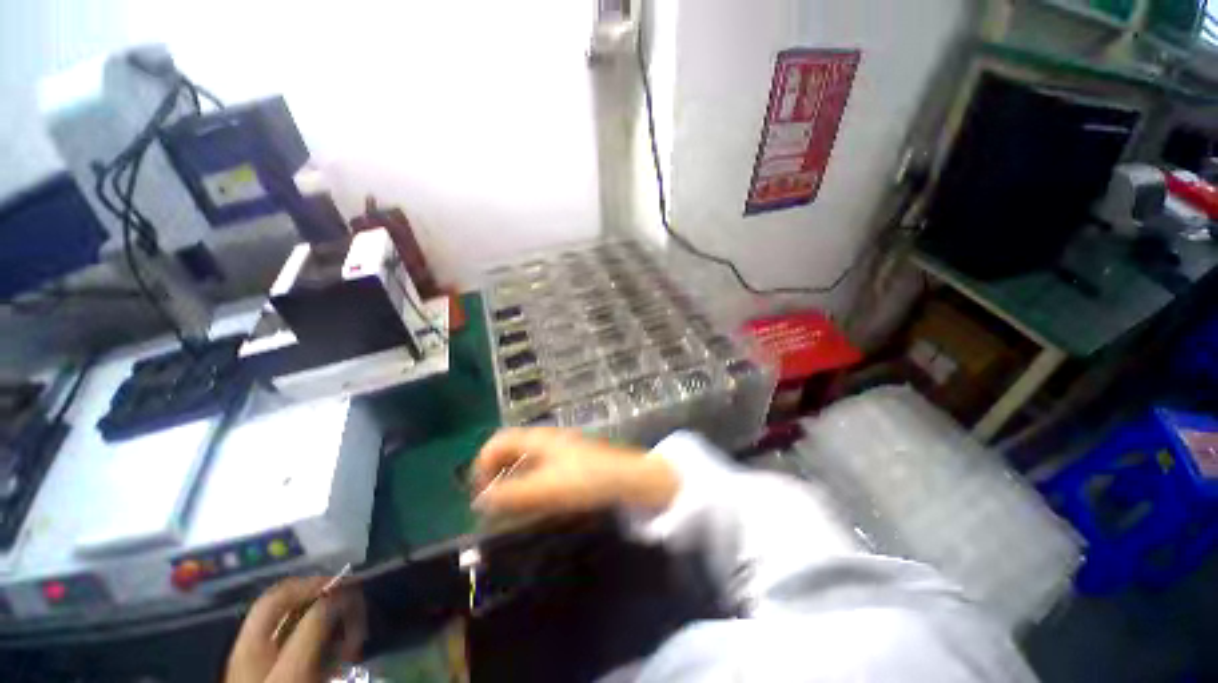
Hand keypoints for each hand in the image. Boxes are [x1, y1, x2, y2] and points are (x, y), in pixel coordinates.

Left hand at [225, 577, 366, 682]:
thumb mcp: (294, 672)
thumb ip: (312, 630)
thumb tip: (339, 594)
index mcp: (255, 639)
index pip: (281, 593)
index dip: (313, 583)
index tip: (347, 588)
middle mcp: (260, 643)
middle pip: (296, 607)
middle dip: (331, 607)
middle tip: (357, 620)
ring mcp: (271, 660)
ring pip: (307, 626)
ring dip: (335, 627)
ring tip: (353, 645)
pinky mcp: (285, 672)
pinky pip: (310, 646)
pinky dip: (330, 645)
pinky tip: (343, 658)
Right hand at [471, 428, 678, 516]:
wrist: (629, 479)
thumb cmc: (586, 480)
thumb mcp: (546, 488)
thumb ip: (511, 495)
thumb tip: (479, 501)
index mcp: (537, 438)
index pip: (498, 441)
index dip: (482, 464)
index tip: (479, 495)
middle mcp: (546, 439)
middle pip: (510, 449)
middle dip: (495, 473)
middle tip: (491, 503)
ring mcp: (560, 448)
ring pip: (525, 459)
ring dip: (511, 480)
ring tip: (508, 506)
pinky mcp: (571, 461)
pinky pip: (540, 467)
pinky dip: (528, 482)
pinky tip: (533, 501)